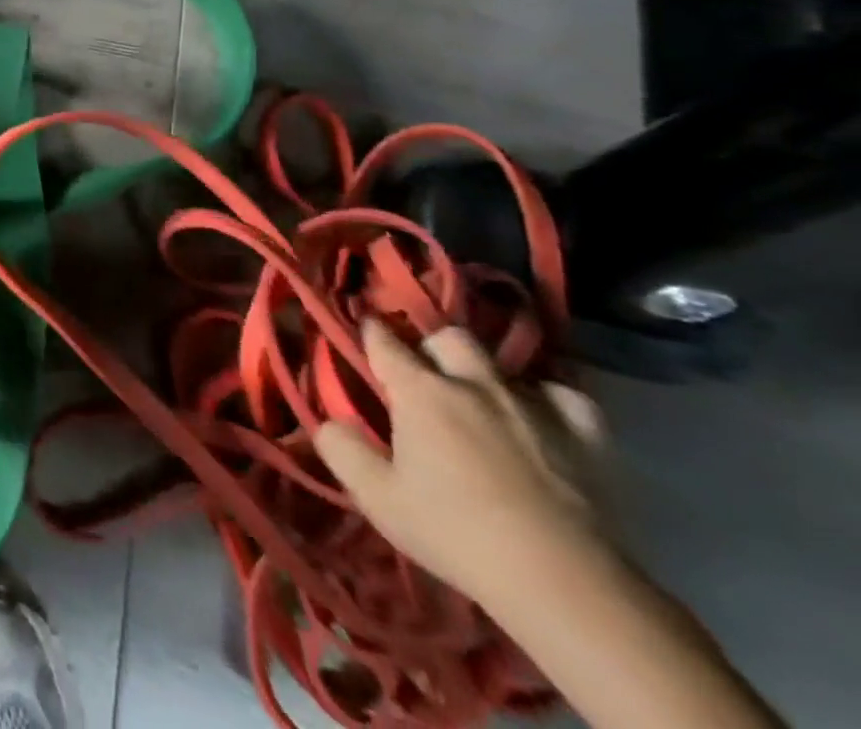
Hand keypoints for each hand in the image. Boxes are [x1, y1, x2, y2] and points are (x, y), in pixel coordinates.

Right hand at [314, 319, 608, 613]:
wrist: (564, 584)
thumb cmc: (456, 534)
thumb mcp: (378, 498)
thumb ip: (343, 450)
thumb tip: (329, 422)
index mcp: (420, 391)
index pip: (383, 340)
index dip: (370, 331)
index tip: (364, 330)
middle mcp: (473, 383)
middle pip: (448, 337)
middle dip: (432, 347)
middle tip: (425, 375)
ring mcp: (532, 406)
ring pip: (504, 364)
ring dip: (487, 376)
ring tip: (482, 399)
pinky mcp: (584, 436)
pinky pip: (565, 398)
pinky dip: (549, 403)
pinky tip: (541, 421)